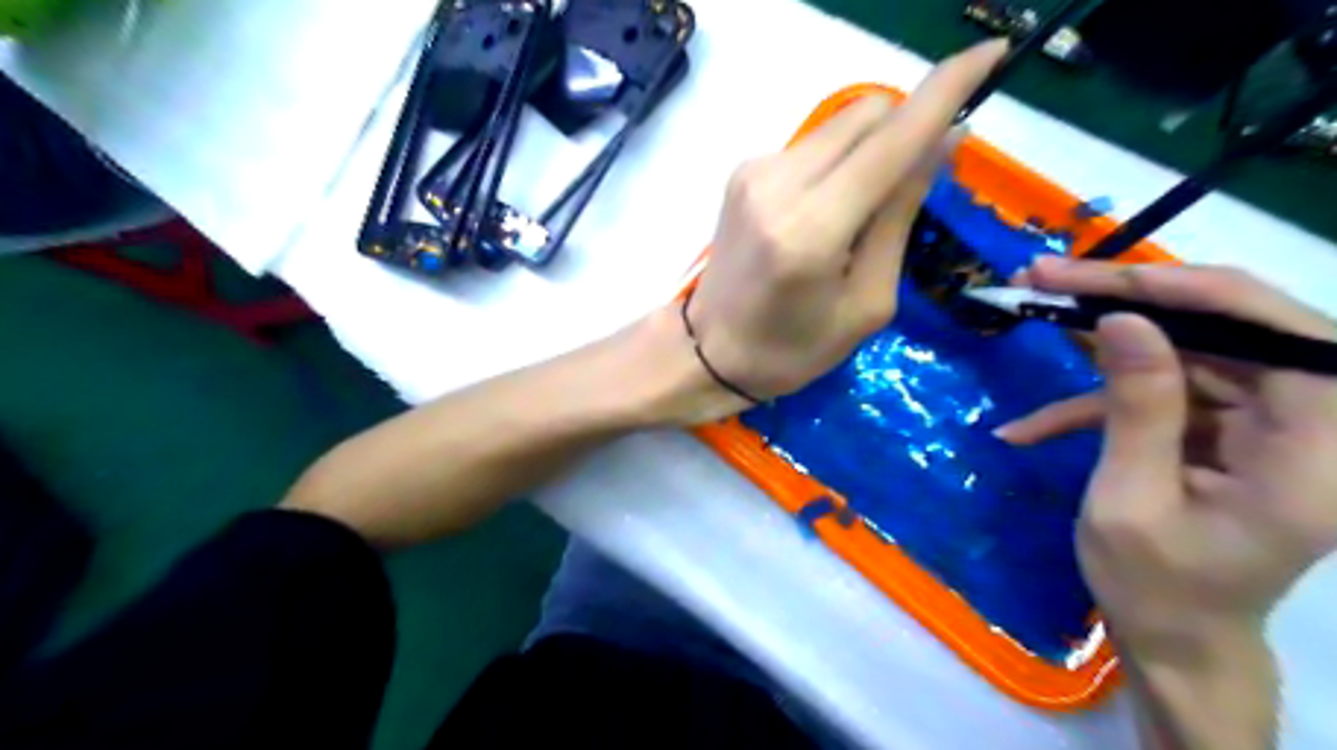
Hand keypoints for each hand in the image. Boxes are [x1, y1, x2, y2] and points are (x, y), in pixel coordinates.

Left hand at [683, 38, 1007, 405]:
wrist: (709, 351)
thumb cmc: (794, 348)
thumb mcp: (868, 303)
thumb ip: (901, 217)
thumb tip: (945, 140)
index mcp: (811, 229)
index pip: (892, 140)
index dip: (948, 90)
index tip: (992, 54)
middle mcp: (778, 183)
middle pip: (867, 113)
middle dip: (908, 128)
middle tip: (917, 182)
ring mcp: (754, 171)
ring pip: (840, 124)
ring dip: (873, 148)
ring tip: (863, 211)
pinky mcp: (743, 171)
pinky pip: (813, 144)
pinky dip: (840, 162)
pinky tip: (829, 209)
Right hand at [996, 258, 1336, 655]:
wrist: (1172, 639)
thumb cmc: (1154, 587)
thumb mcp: (1130, 500)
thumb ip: (1138, 408)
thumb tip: (1125, 320)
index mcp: (1316, 451)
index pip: (1279, 334)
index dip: (1191, 292)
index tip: (1098, 276)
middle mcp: (1308, 425)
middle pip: (1226, 329)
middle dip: (1130, 302)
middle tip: (1047, 279)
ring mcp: (1260, 426)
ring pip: (1185, 352)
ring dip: (1102, 340)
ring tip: (1032, 312)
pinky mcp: (1219, 432)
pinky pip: (1158, 395)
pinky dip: (1092, 405)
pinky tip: (1028, 428)